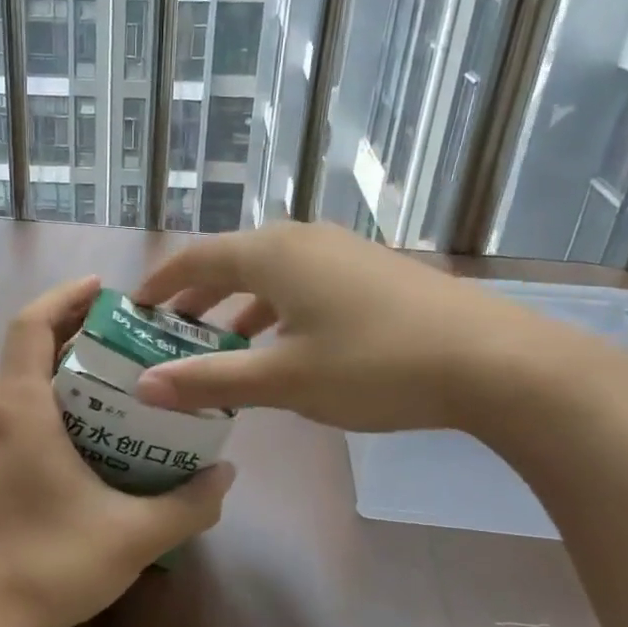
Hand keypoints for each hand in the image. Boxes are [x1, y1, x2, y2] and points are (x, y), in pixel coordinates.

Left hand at [0, 275, 235, 626]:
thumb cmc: (52, 565)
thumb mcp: (135, 535)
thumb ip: (189, 503)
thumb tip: (226, 473)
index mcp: (18, 409)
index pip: (31, 325)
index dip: (65, 297)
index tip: (104, 290)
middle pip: (28, 346)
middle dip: (74, 330)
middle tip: (128, 335)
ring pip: (20, 378)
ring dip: (62, 365)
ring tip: (115, 374)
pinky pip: (13, 407)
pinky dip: (48, 396)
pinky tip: (88, 425)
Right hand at [131, 222, 614, 434]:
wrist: (493, 360)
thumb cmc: (374, 364)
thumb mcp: (284, 380)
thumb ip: (209, 380)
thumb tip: (143, 387)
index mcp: (272, 254)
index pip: (196, 258)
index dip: (161, 283)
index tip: (135, 308)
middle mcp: (302, 239)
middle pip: (232, 261)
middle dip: (197, 297)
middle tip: (169, 331)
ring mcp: (342, 251)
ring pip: (270, 273)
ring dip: (238, 305)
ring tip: (220, 342)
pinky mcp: (372, 271)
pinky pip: (303, 282)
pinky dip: (276, 308)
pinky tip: (283, 344)